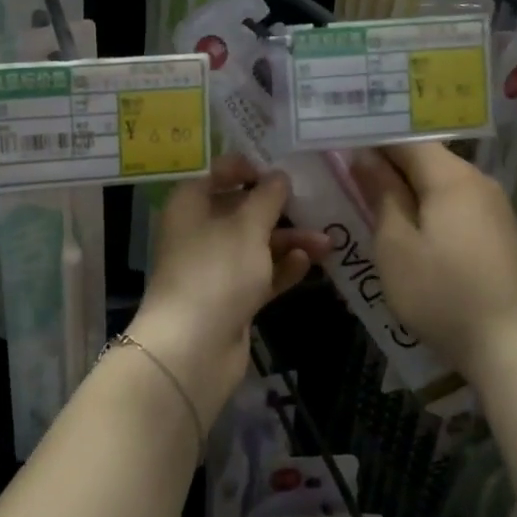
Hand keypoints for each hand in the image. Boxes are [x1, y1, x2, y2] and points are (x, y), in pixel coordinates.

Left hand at [135, 156, 330, 412]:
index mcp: (190, 205)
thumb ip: (267, 198)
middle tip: (315, 203)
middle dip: (278, 208)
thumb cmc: (216, 271)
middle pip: (240, 210)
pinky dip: (281, 268)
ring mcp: (214, 267)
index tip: (282, 169)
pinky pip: (259, 274)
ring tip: (327, 243)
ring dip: (289, 241)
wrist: (192, 348)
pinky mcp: (230, 298)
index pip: (217, 174)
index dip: (247, 168)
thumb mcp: (246, 227)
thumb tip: (278, 176)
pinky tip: (307, 262)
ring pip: (255, 244)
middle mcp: (198, 231)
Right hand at [351, 142, 516, 372]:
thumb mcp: (395, 245)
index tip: (337, 142)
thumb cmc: (443, 294)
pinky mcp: (499, 234)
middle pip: (425, 157)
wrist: (513, 349)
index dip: (370, 137)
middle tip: (345, 170)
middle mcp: (478, 182)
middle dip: (386, 162)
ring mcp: (493, 209)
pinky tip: (408, 225)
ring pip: (440, 182)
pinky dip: (427, 206)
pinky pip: (454, 204)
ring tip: (370, 197)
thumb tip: (364, 157)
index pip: (405, 138)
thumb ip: (380, 194)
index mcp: (451, 177)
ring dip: (405, 186)